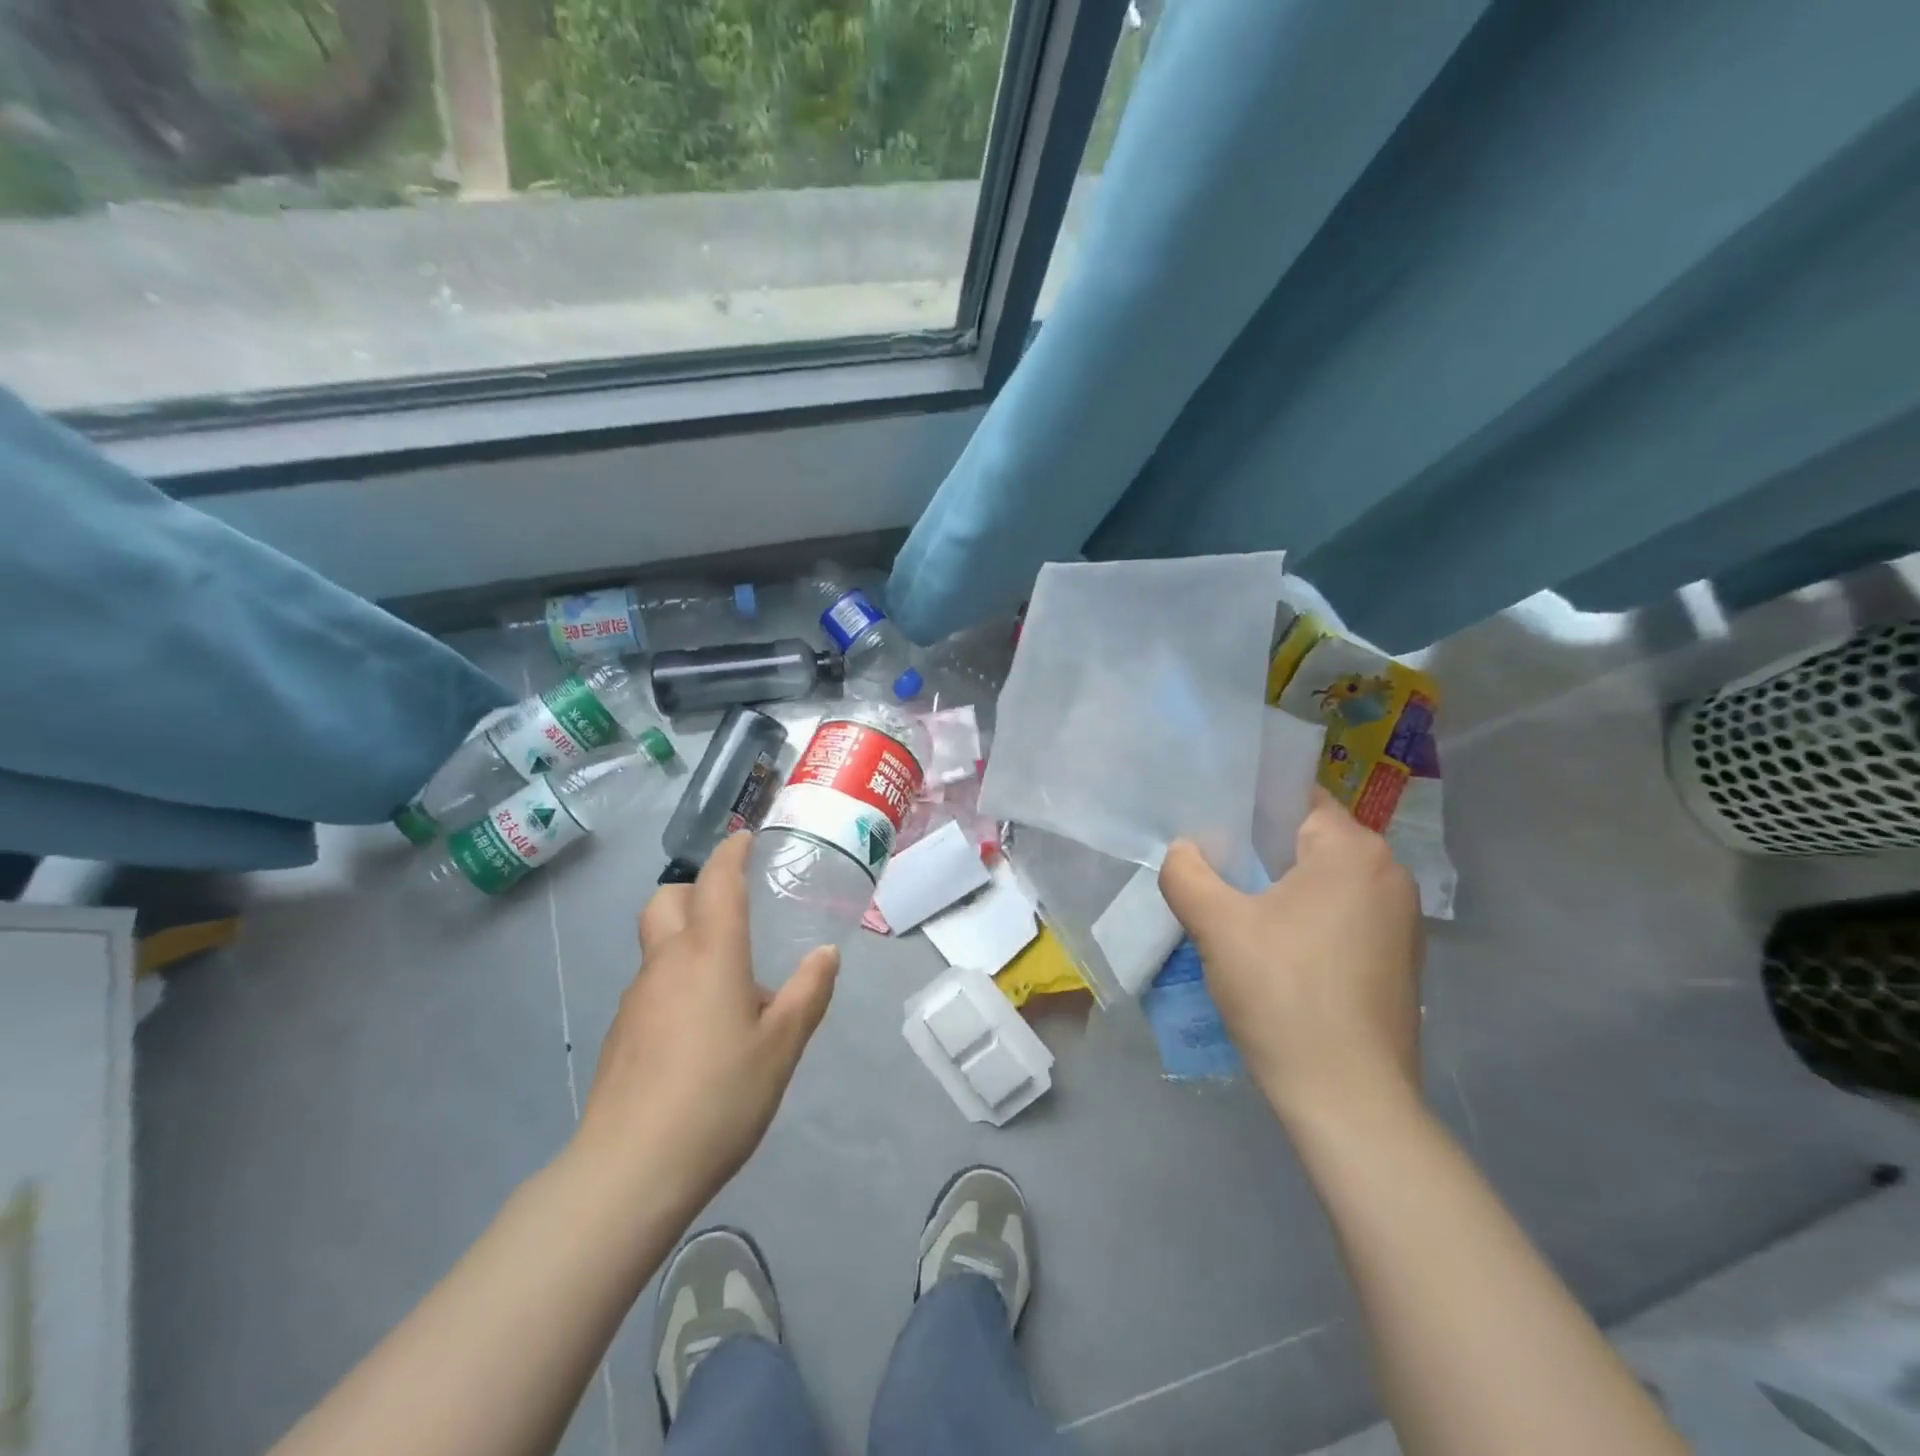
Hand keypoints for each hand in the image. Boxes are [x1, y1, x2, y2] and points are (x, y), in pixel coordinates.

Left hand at [572, 832, 837, 1210]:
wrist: (631, 1170)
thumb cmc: (720, 1095)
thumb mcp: (782, 1045)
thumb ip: (808, 993)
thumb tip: (826, 953)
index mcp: (710, 954)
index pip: (717, 881)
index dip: (731, 853)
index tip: (746, 840)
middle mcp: (667, 963)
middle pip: (668, 899)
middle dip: (697, 889)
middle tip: (733, 909)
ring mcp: (638, 997)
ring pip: (659, 943)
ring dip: (690, 939)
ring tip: (731, 982)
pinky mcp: (622, 1032)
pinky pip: (654, 983)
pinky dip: (678, 979)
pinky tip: (702, 1028)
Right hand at [1158, 790, 1422, 1127]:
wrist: (1348, 1100)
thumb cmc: (1283, 995)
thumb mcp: (1217, 926)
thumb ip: (1187, 873)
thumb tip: (1183, 850)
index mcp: (1354, 851)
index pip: (1294, 799)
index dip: (1247, 808)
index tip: (1209, 827)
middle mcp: (1389, 874)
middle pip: (1309, 839)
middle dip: (1259, 852)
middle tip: (1211, 868)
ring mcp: (1402, 920)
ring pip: (1325, 880)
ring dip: (1281, 888)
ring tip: (1235, 910)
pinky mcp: (1399, 959)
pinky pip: (1342, 915)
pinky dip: (1307, 919)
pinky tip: (1273, 950)